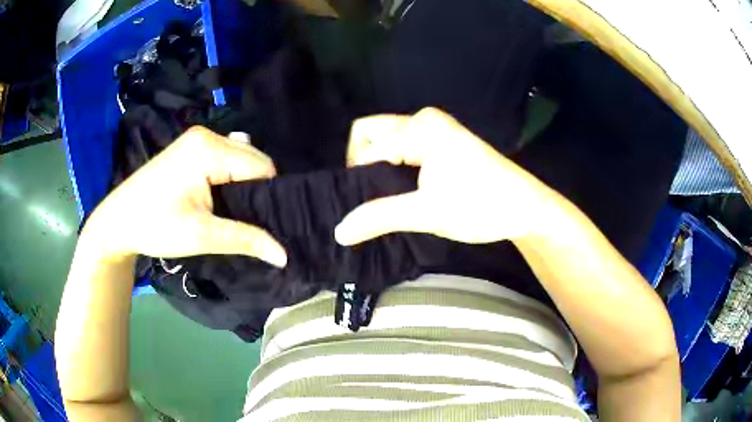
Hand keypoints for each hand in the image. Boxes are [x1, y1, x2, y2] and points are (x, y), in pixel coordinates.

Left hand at [82, 127, 286, 266]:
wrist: (118, 221)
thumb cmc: (154, 226)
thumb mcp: (201, 236)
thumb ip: (245, 239)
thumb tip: (285, 255)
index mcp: (208, 149)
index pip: (261, 167)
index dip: (270, 196)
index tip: (271, 225)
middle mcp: (207, 135)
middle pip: (253, 159)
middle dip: (258, 190)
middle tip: (254, 223)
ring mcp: (197, 139)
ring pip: (241, 159)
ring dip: (245, 185)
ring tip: (240, 213)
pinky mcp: (191, 148)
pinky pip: (226, 159)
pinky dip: (232, 178)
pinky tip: (225, 198)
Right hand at [335, 108, 557, 244]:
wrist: (525, 209)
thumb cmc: (482, 205)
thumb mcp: (428, 212)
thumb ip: (379, 217)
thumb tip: (338, 231)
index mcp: (420, 127)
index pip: (366, 152)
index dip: (357, 181)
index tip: (360, 211)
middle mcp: (423, 120)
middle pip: (369, 135)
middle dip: (361, 165)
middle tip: (371, 199)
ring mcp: (433, 131)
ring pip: (385, 142)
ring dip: (378, 168)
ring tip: (383, 201)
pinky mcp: (441, 144)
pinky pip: (402, 149)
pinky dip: (393, 168)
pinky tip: (399, 193)